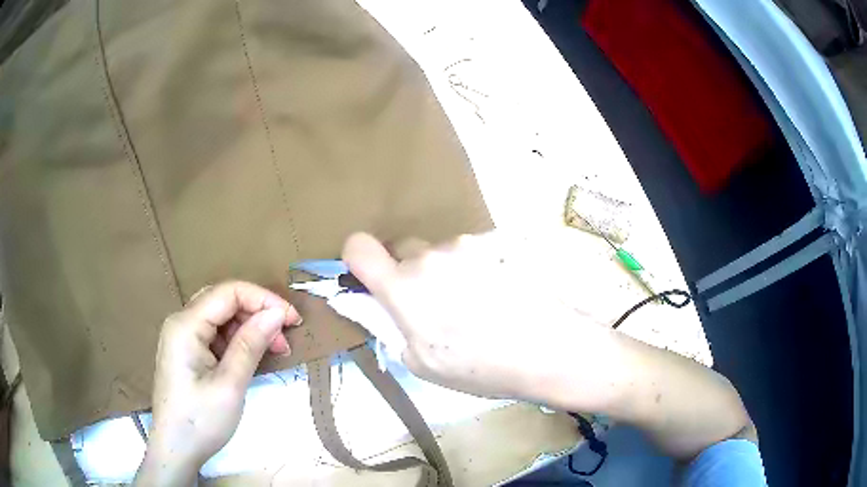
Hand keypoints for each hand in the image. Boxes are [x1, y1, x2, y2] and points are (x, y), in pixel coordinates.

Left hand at [135, 281, 301, 485]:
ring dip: (250, 328)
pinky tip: (253, 356)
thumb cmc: (200, 420)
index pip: (228, 293)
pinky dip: (238, 341)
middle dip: (257, 313)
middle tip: (285, 337)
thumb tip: (277, 313)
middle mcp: (181, 322)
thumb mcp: (230, 385)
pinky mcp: (187, 352)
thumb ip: (251, 344)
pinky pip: (215, 335)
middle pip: (224, 301)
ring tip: (275, 349)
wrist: (175, 449)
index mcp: (186, 325)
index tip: (292, 319)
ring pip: (221, 318)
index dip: (263, 299)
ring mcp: (182, 337)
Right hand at [342, 232, 610, 403]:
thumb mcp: (421, 363)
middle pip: (404, 249)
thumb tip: (376, 304)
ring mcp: (468, 245)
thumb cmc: (481, 367)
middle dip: (410, 272)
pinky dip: (475, 268)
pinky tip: (499, 294)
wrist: (548, 349)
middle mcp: (431, 255)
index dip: (358, 259)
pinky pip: (471, 252)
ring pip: (440, 251)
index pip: (358, 246)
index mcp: (404, 287)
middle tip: (435, 306)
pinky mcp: (497, 243)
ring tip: (477, 304)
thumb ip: (390, 325)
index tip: (372, 279)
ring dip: (446, 271)